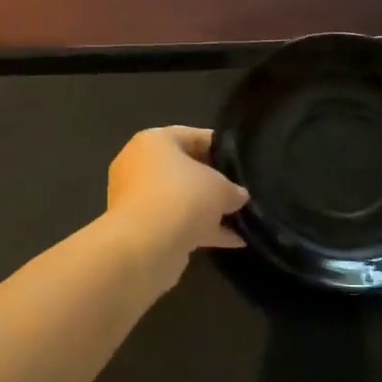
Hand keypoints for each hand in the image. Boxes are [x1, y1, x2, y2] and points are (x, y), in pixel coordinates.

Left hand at [106, 127, 248, 265]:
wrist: (145, 246)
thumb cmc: (182, 197)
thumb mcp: (220, 187)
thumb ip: (232, 189)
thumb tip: (237, 196)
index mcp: (153, 142)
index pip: (192, 136)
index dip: (220, 147)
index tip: (243, 159)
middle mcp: (139, 165)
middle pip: (184, 169)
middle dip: (214, 182)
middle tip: (242, 191)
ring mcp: (137, 199)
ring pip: (180, 199)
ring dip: (209, 210)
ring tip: (243, 219)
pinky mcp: (141, 229)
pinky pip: (177, 223)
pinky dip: (201, 230)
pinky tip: (235, 241)